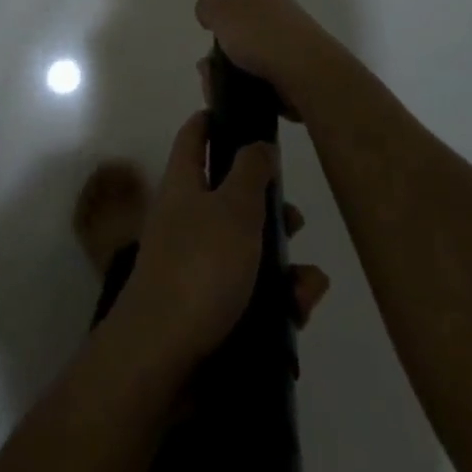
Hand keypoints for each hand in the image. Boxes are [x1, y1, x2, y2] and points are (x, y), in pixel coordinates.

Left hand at [112, 111, 329, 371]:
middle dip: (269, 206)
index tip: (247, 114)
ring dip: (282, 261)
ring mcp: (196, 264)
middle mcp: (186, 218)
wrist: (164, 357)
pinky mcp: (209, 306)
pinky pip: (250, 291)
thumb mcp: (233, 208)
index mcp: (184, 184)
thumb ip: (250, 172)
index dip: (216, 119)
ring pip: (247, 248)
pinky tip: (299, 309)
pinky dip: (277, 298)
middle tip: (297, 218)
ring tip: (308, 283)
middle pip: (229, 195)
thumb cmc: (200, 267)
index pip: (195, 135)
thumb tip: (258, 142)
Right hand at [194, 0, 341, 100]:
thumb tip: (207, 10)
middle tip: (210, 54)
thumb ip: (209, 9)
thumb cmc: (264, 35)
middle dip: (228, 33)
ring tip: (212, 84)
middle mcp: (282, 15)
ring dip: (228, 67)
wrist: (308, 78)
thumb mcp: (224, 15)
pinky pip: (258, 80)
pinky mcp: (293, 77)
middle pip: (250, 18)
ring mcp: (290, 47)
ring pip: (250, 53)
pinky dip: (241, 87)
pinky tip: (228, 97)